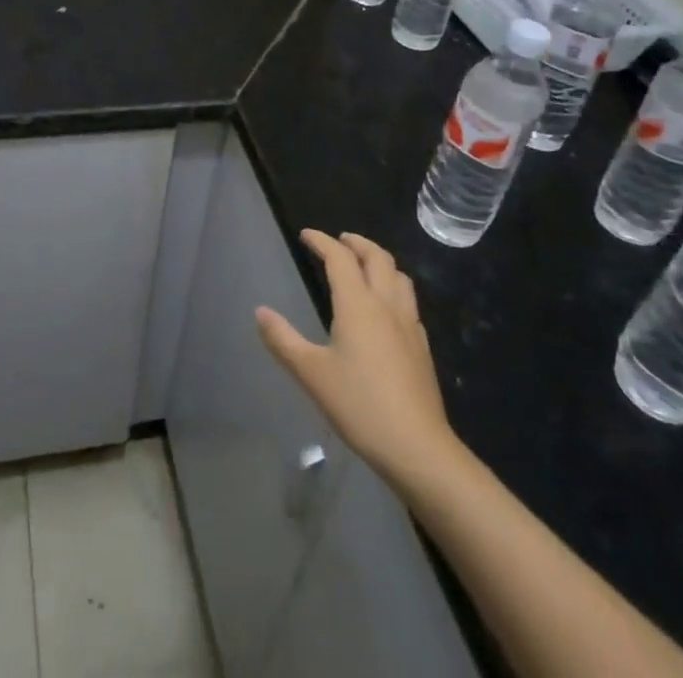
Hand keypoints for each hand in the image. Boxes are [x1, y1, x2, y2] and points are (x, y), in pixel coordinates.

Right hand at [257, 230, 460, 486]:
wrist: (417, 447)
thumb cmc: (359, 405)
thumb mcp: (311, 373)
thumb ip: (283, 339)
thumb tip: (260, 311)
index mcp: (358, 304)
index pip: (339, 258)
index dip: (322, 241)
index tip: (306, 235)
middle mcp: (386, 305)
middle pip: (376, 257)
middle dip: (356, 242)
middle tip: (339, 240)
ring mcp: (409, 324)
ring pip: (398, 275)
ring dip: (380, 260)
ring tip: (364, 264)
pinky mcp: (422, 346)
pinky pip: (408, 301)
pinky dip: (393, 288)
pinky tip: (386, 308)